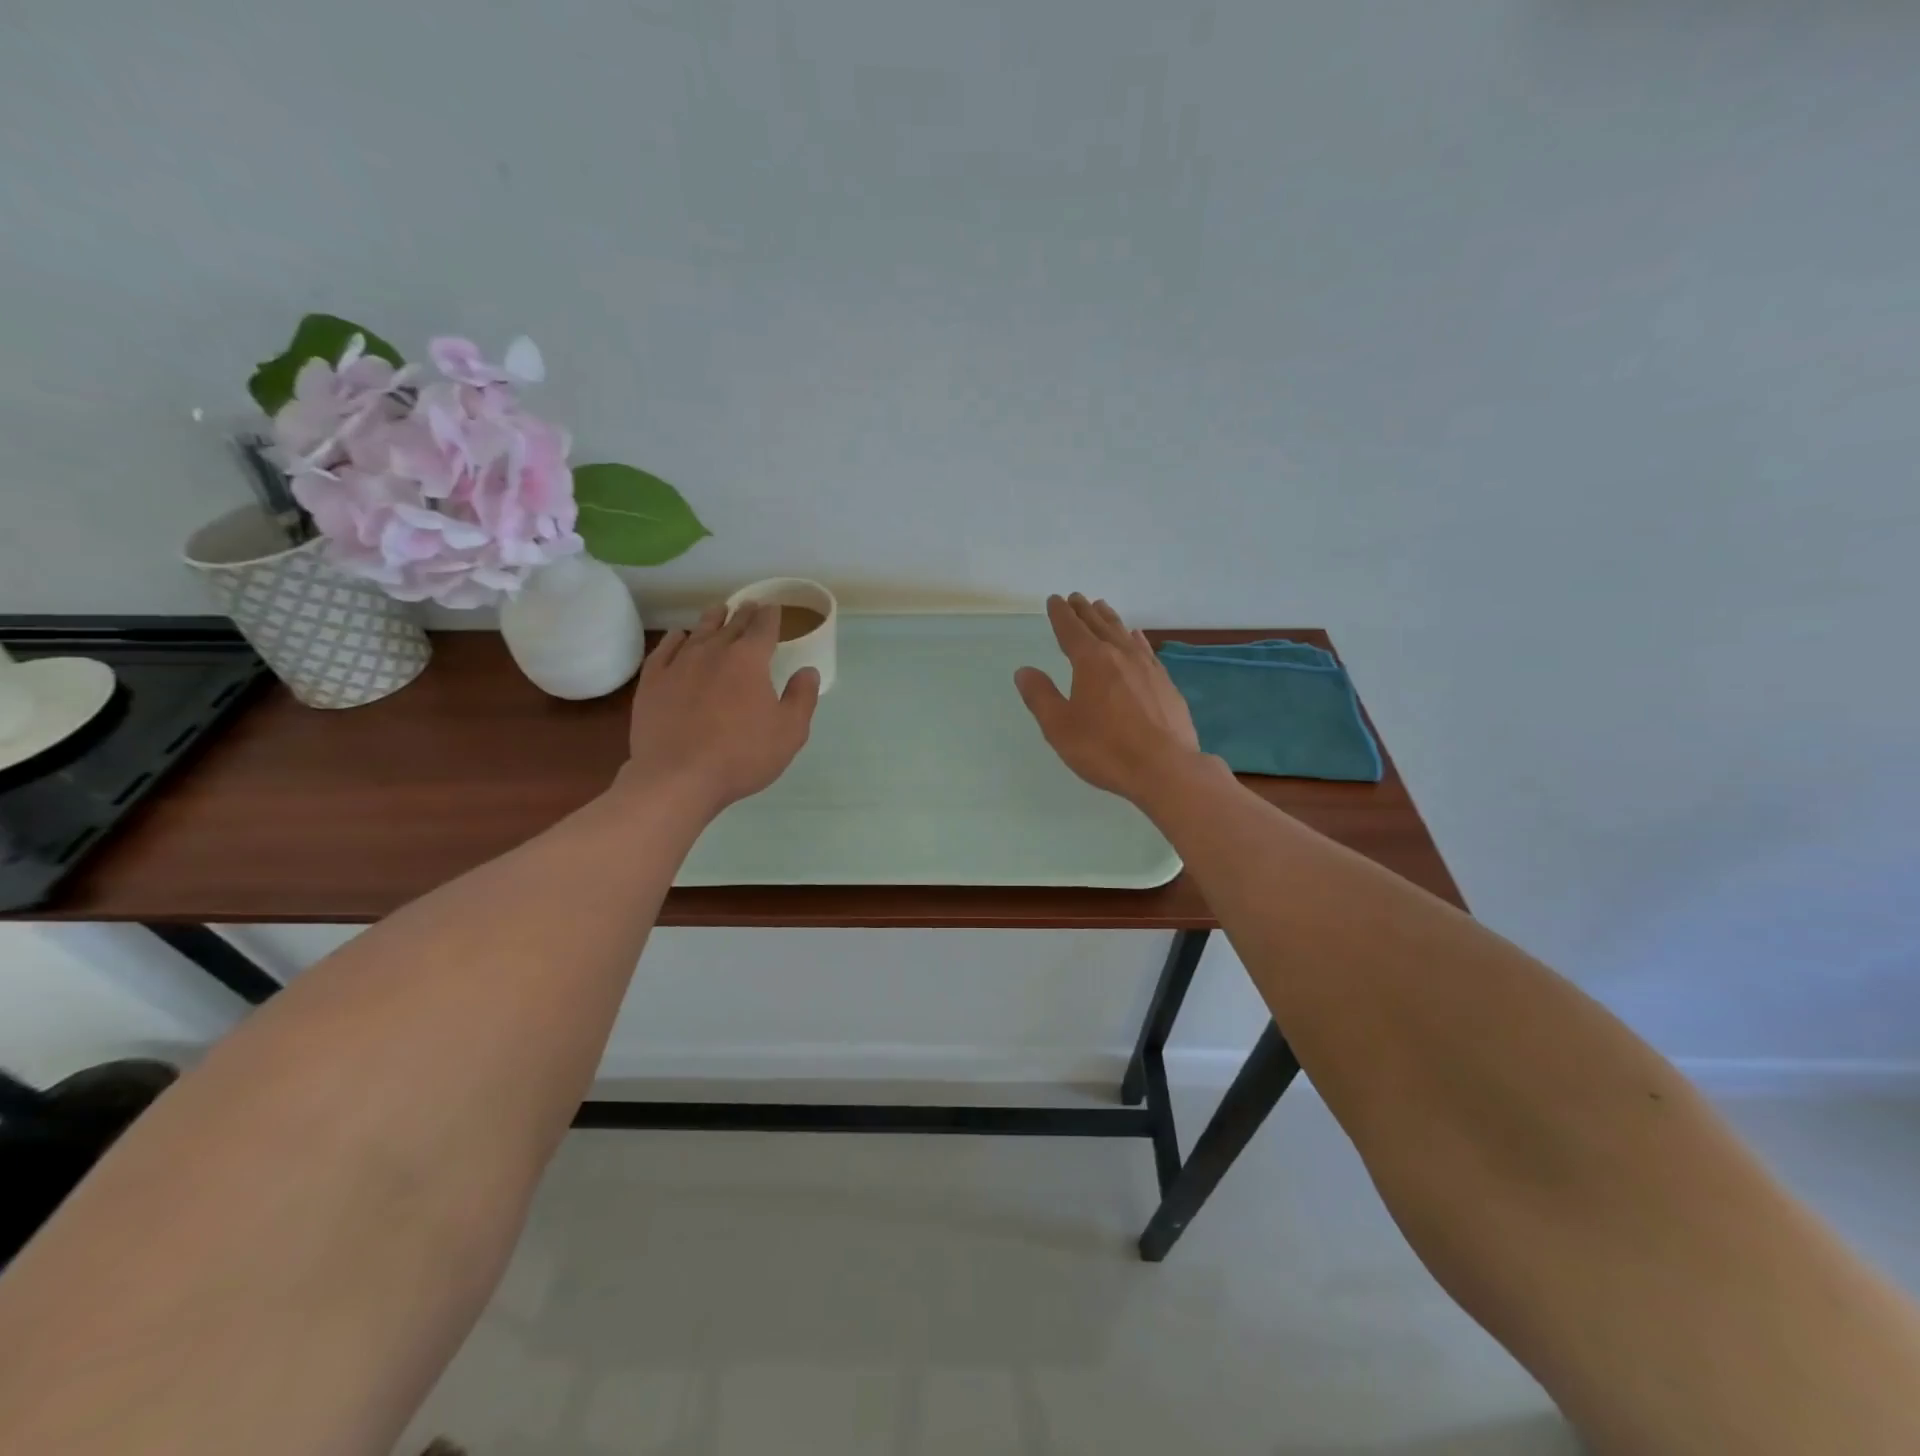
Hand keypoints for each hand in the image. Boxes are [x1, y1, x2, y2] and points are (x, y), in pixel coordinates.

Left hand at [621, 602, 819, 814]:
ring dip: (712, 620)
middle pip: (732, 624)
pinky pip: (666, 649)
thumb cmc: (742, 756)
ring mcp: (679, 664)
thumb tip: (807, 671)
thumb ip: (802, 698)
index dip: (771, 616)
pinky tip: (680, 637)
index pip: (764, 627)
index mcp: (750, 660)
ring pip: (699, 632)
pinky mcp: (653, 681)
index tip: (773, 608)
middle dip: (744, 614)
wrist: (678, 777)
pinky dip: (677, 638)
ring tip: (718, 611)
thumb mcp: (790, 732)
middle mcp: (714, 651)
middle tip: (749, 606)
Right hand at [1014, 593, 1203, 802]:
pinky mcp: (1165, 683)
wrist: (1165, 768)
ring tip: (1101, 607)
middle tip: (1076, 597)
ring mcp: (1147, 667)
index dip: (1061, 614)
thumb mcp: (1060, 727)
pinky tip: (1136, 638)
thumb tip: (1024, 671)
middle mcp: (1120, 655)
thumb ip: (1040, 696)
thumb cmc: (1105, 748)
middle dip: (1084, 611)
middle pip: (1099, 625)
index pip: (1071, 630)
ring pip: (1124, 633)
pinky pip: (1145, 650)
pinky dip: (1136, 639)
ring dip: (1110, 619)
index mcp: (1091, 661)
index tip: (1055, 600)